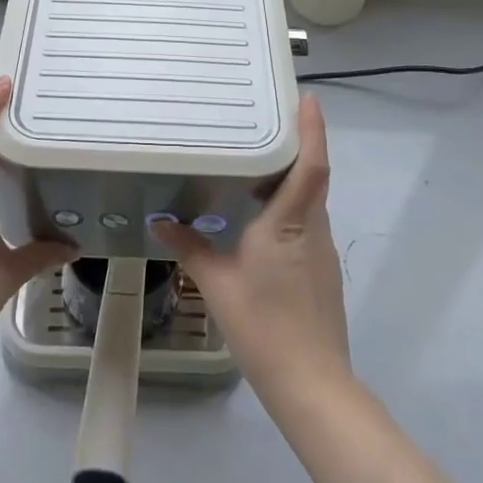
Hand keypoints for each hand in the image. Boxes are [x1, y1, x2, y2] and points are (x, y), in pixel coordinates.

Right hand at [153, 94, 349, 399]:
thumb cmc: (264, 327)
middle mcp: (314, 228)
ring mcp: (322, 250)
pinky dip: (288, 207)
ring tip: (255, 162)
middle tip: (264, 120)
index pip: (311, 165)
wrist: (312, 386)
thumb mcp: (217, 284)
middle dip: (294, 145)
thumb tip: (161, 222)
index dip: (313, 129)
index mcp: (291, 222)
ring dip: (289, 178)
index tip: (308, 97)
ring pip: (309, 201)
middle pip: (311, 176)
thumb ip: (190, 248)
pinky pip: (306, 223)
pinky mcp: (322, 270)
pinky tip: (260, 217)